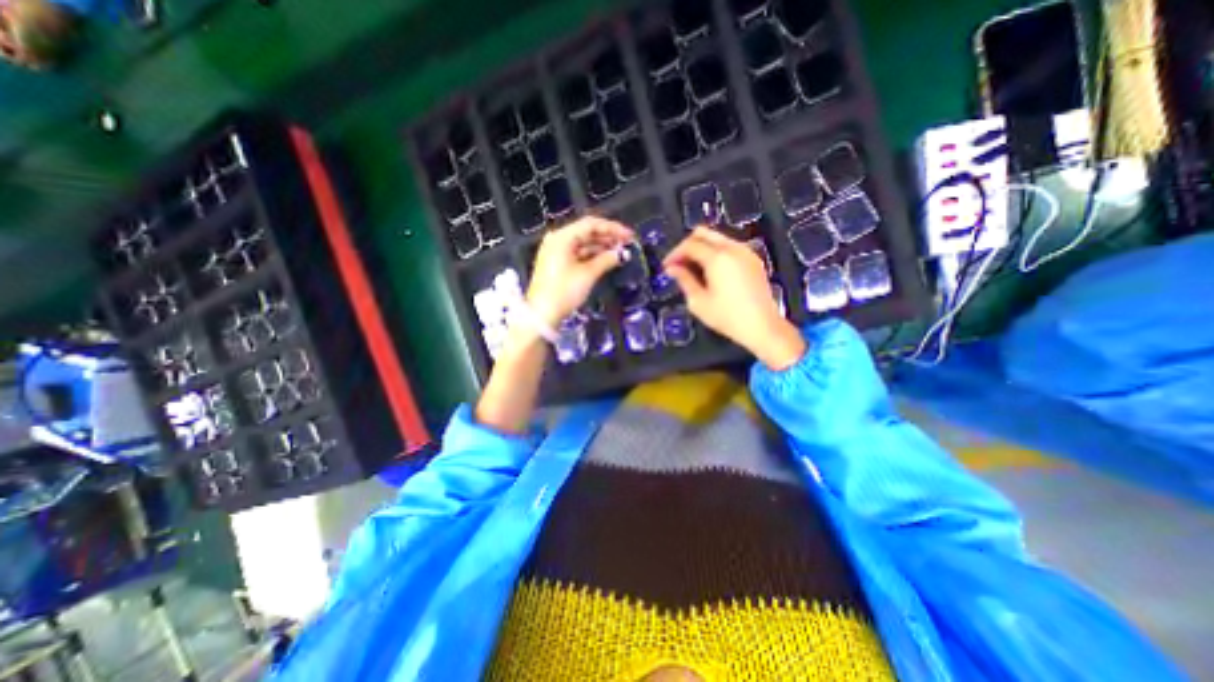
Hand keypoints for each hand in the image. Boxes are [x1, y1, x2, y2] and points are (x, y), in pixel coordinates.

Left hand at [525, 215, 629, 326]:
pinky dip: (592, 255)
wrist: (542, 314)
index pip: (591, 224)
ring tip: (620, 252)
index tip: (629, 236)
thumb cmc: (564, 291)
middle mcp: (558, 239)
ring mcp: (556, 251)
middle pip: (586, 232)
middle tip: (627, 244)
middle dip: (608, 237)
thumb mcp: (587, 274)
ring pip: (583, 243)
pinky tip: (606, 259)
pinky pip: (578, 253)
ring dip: (601, 246)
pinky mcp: (557, 263)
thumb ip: (606, 260)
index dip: (613, 228)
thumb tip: (622, 253)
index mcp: (562, 237)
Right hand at [664, 227, 802, 368]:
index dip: (674, 254)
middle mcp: (732, 248)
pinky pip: (730, 246)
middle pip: (704, 233)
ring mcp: (746, 251)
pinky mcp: (754, 259)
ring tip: (692, 268)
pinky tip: (711, 271)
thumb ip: (684, 280)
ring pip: (717, 238)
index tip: (666, 267)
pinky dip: (716, 252)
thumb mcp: (699, 301)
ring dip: (702, 248)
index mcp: (717, 257)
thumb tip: (672, 268)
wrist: (762, 326)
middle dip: (687, 245)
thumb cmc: (727, 316)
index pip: (689, 245)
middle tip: (678, 263)